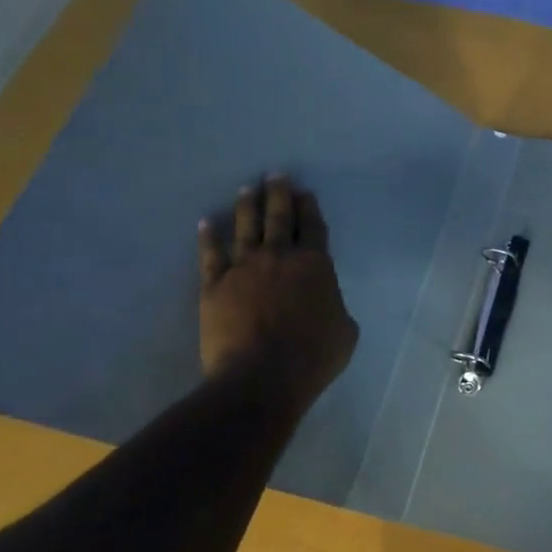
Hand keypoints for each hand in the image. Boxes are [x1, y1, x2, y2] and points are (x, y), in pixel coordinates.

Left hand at [197, 176, 357, 395]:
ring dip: (248, 206)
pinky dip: (208, 237)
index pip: (314, 228)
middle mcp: (280, 257)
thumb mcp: (345, 331)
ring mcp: (244, 269)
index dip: (310, 208)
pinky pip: (211, 255)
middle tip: (276, 175)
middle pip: (280, 218)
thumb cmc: (312, 356)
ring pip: (246, 228)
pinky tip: (206, 222)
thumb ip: (337, 308)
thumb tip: (328, 304)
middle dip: (280, 194)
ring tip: (248, 188)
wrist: (261, 377)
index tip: (305, 192)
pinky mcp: (215, 286)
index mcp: (316, 265)